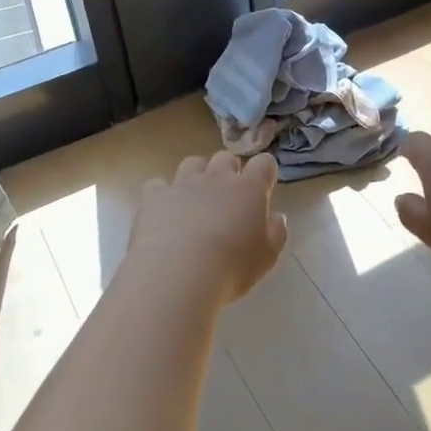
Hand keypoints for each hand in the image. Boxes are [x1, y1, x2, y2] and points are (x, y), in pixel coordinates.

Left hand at [123, 151, 287, 307]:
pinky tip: (162, 211)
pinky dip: (162, 194)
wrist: (178, 272)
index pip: (264, 163)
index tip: (264, 185)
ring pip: (192, 163)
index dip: (265, 170)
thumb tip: (276, 218)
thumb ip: (275, 233)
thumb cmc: (232, 266)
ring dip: (197, 175)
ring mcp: (183, 184)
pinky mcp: (154, 196)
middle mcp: (217, 178)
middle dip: (229, 170)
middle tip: (228, 195)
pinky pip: (158, 185)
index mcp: (249, 189)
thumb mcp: (266, 257)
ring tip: (195, 199)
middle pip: (226, 157)